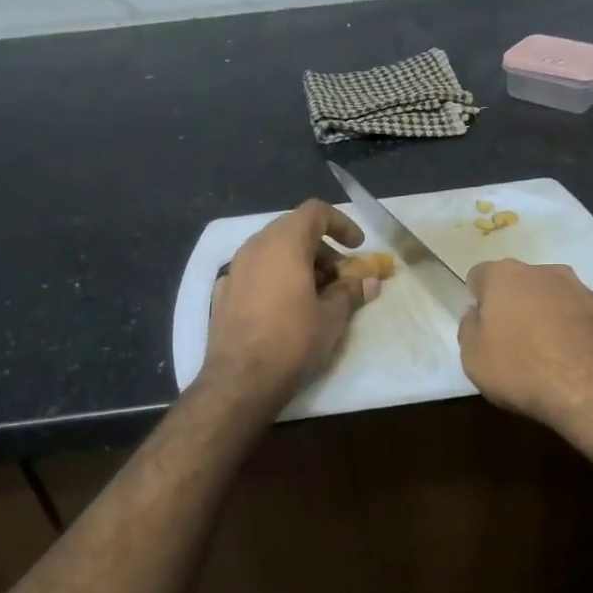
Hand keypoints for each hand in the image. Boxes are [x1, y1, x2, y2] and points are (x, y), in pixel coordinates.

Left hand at [203, 199, 376, 408]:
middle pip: (293, 229)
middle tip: (340, 276)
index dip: (341, 223)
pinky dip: (276, 277)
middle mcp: (255, 246)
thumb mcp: (332, 317)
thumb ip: (350, 292)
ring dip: (299, 262)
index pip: (315, 212)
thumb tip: (369, 281)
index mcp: (284, 243)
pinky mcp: (223, 291)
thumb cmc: (292, 341)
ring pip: (272, 250)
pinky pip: (256, 271)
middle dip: (321, 247)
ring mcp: (235, 268)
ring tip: (317, 294)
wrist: (240, 381)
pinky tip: (285, 307)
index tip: (357, 247)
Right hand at [457, 259, 592, 437]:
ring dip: (545, 316)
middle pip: (519, 283)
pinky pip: (578, 316)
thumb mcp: (474, 358)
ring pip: (552, 297)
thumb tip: (476, 314)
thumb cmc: (522, 367)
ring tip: (544, 354)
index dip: (477, 299)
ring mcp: (581, 288)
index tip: (480, 325)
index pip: (479, 275)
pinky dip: (572, 331)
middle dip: (513, 304)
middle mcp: (543, 271)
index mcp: (504, 275)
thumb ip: (469, 329)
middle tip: (510, 340)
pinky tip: (572, 360)